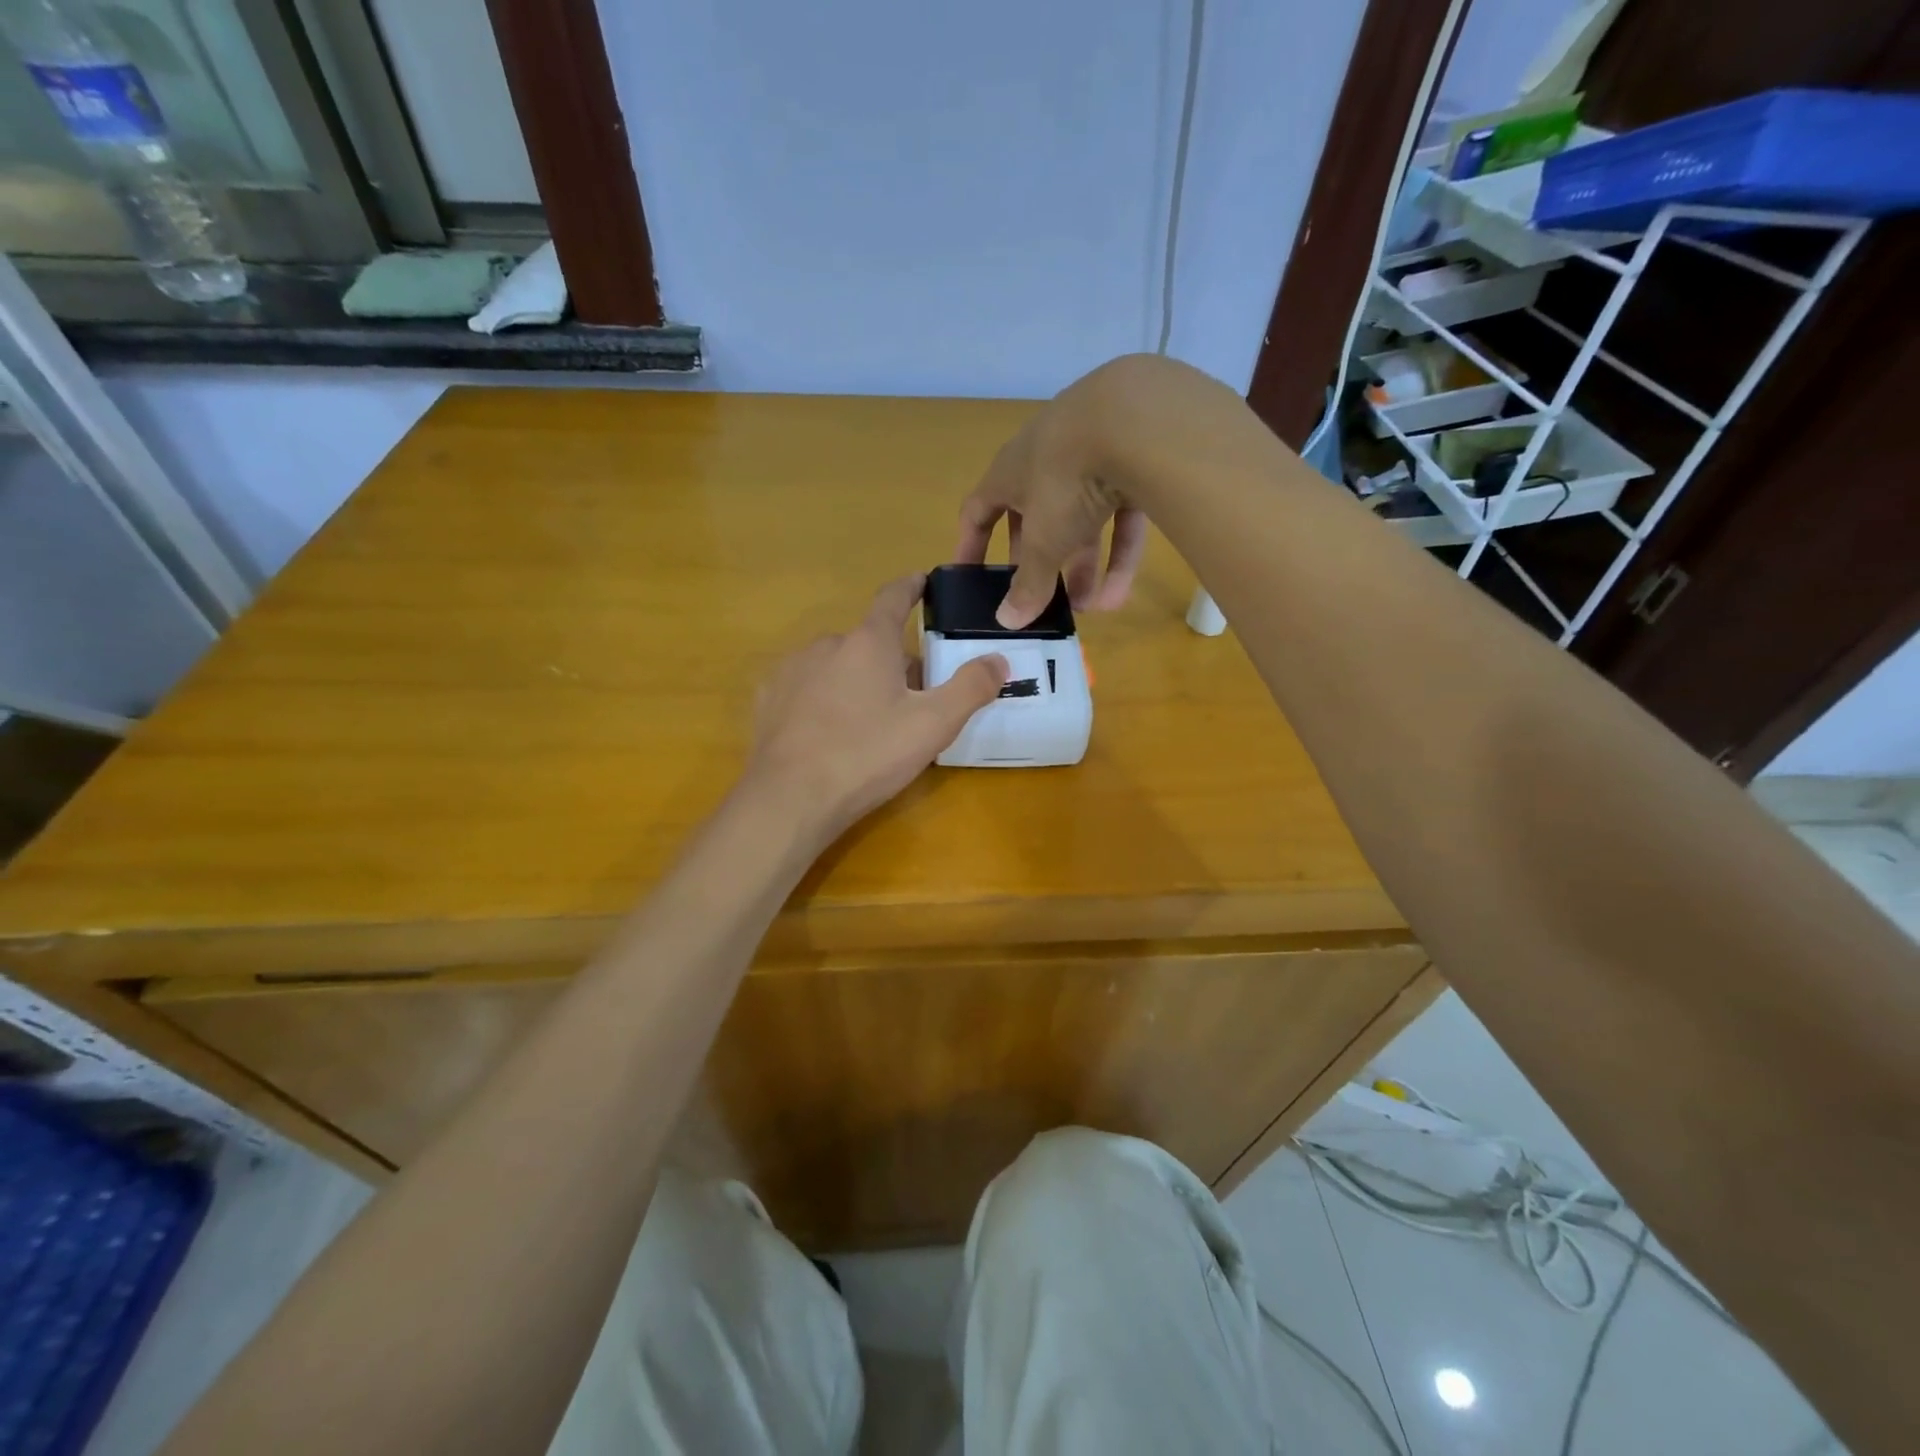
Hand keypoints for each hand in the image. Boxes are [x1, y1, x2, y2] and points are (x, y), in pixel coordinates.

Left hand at [744, 574, 1007, 841]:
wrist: (790, 798)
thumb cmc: (867, 755)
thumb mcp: (932, 725)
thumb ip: (970, 688)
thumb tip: (998, 660)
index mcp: (868, 642)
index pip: (893, 598)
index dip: (911, 587)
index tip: (922, 580)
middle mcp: (826, 644)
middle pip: (869, 642)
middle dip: (891, 661)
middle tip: (912, 699)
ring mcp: (791, 670)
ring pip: (836, 666)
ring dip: (856, 681)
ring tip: (869, 723)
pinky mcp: (768, 700)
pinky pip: (807, 688)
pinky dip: (823, 700)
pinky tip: (829, 733)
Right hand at [956, 358, 1154, 628]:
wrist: (1136, 420)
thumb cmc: (1065, 479)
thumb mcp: (1044, 541)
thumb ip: (1028, 583)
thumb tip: (1006, 622)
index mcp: (1010, 472)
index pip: (979, 511)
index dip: (972, 546)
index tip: (971, 578)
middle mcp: (1046, 460)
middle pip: (1035, 519)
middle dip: (1040, 564)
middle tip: (1041, 598)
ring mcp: (1092, 458)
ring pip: (1082, 521)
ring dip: (1083, 567)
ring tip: (1088, 609)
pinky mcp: (1135, 464)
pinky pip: (1121, 516)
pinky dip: (1119, 554)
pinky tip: (1120, 596)